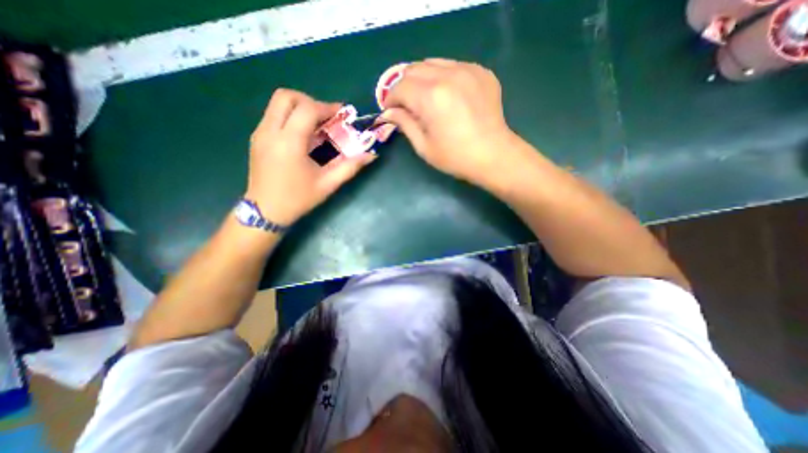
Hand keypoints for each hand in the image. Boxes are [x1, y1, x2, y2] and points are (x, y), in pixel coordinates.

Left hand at [247, 89, 375, 225]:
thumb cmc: (298, 199)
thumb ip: (350, 167)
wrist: (265, 212)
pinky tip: (303, 135)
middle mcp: (270, 132)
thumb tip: (371, 156)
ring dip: (300, 107)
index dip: (327, 107)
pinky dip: (291, 116)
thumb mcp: (328, 184)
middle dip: (310, 101)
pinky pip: (273, 115)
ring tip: (317, 125)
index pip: (307, 109)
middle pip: (286, 96)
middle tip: (326, 117)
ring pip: (277, 104)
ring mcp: (260, 133)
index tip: (342, 114)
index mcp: (289, 143)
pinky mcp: (257, 138)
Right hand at [382, 58, 516, 182]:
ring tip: (425, 98)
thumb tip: (388, 112)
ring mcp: (468, 70)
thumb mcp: (424, 146)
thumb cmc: (455, 157)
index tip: (390, 110)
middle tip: (406, 104)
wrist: (493, 155)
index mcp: (431, 97)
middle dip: (404, 86)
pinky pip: (453, 65)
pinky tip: (448, 95)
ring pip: (433, 63)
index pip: (400, 87)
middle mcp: (448, 76)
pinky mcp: (481, 72)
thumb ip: (404, 124)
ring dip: (422, 79)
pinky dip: (443, 77)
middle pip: (414, 69)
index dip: (390, 99)